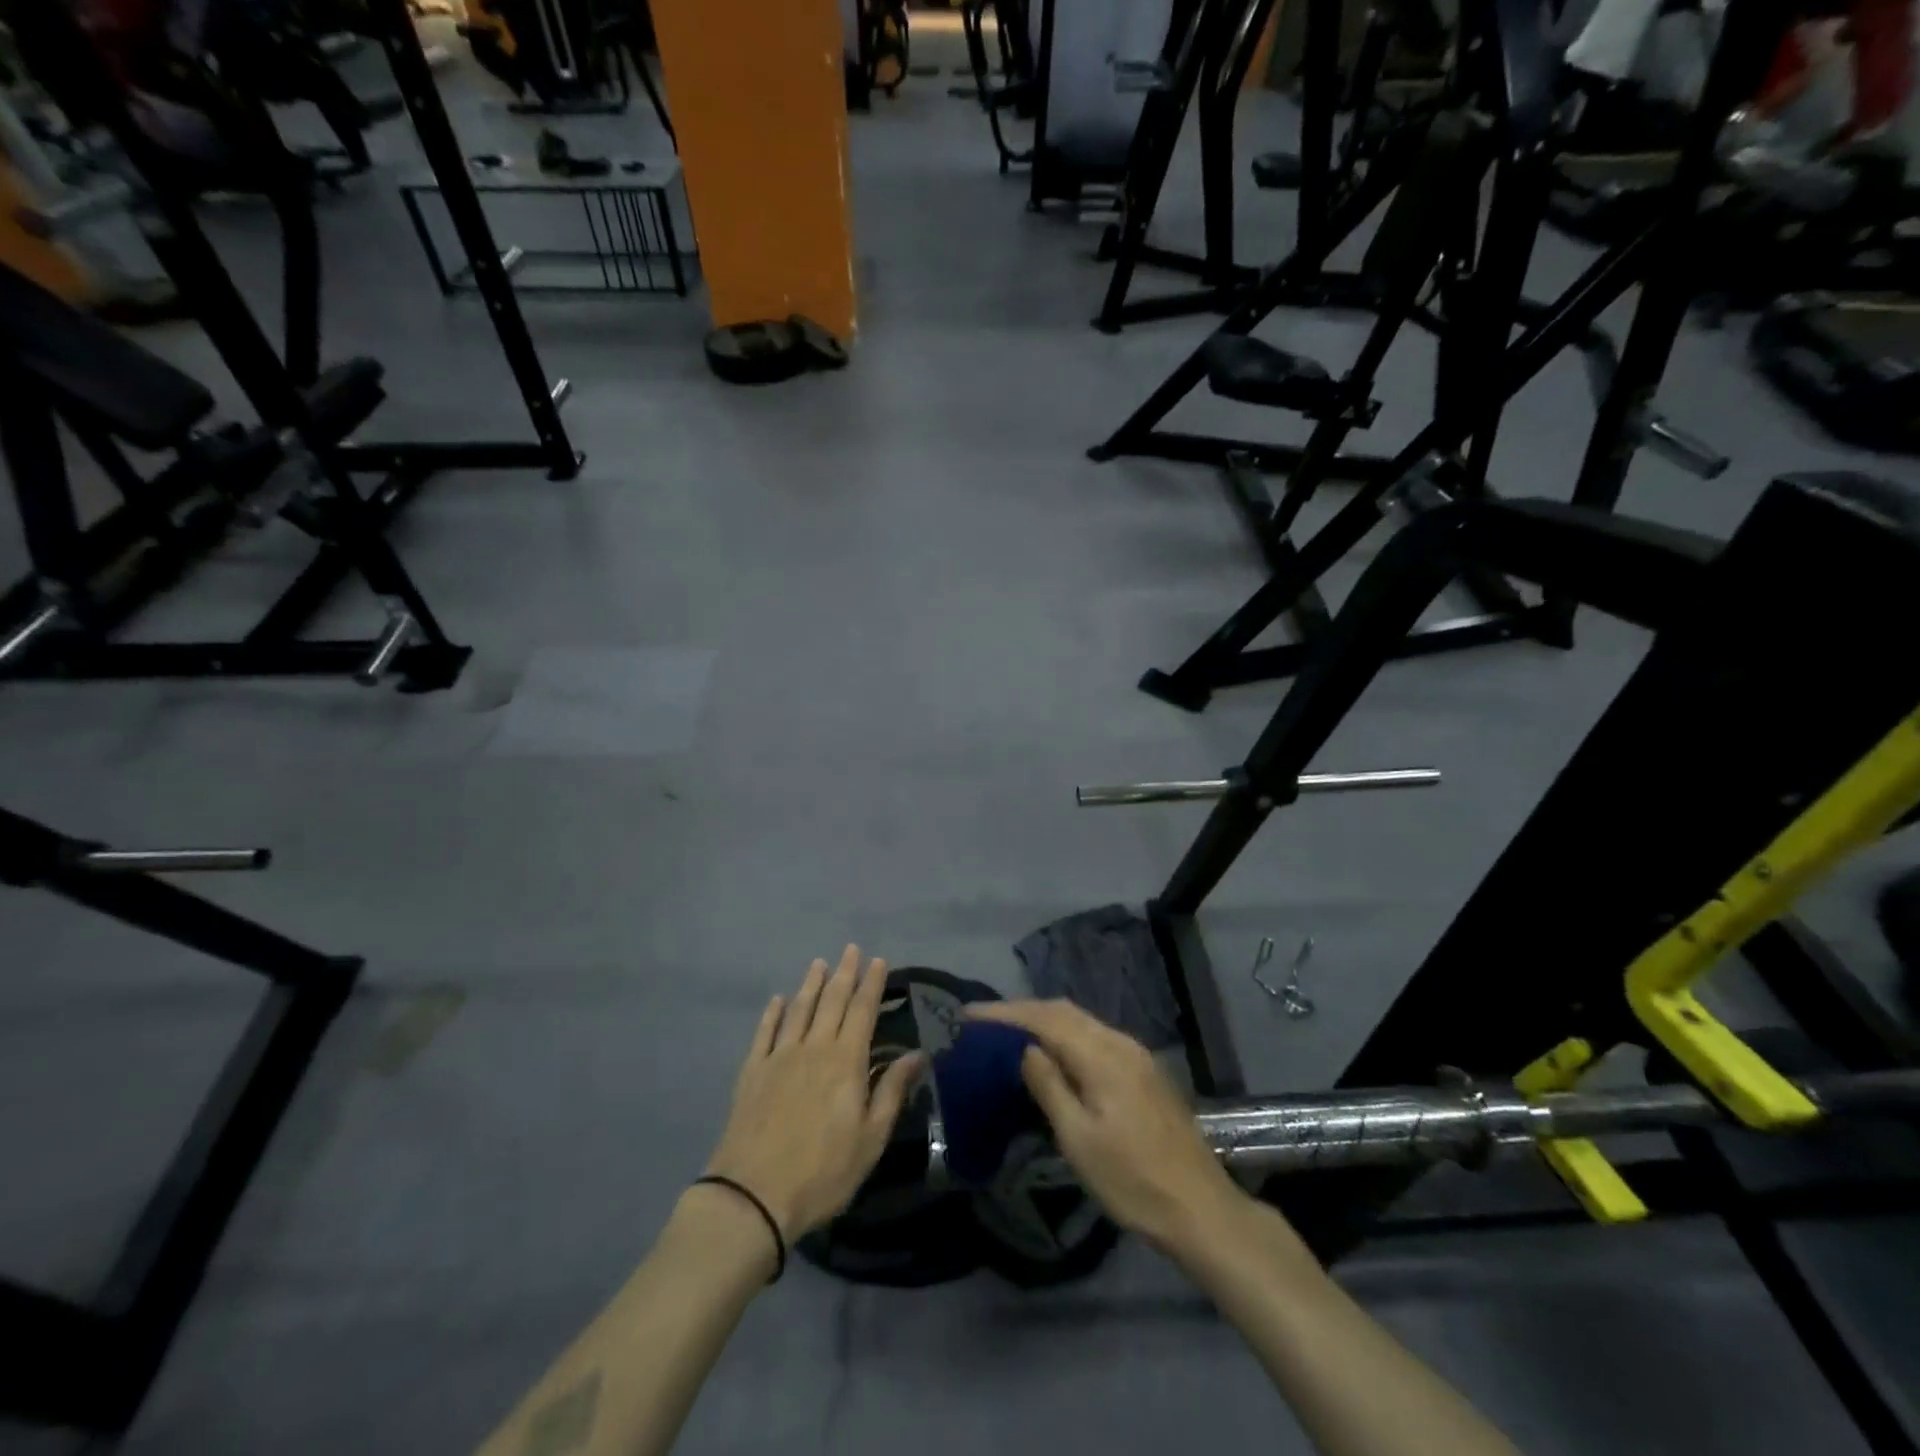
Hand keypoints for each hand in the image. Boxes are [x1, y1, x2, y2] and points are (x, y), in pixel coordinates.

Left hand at [704, 947, 924, 1240]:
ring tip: (819, 963)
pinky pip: (764, 1033)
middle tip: (851, 949)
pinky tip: (777, 1000)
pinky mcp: (752, 1072)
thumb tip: (917, 1054)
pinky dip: (772, 1013)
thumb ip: (892, 1091)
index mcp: (846, 1062)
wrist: (752, 1196)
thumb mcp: (870, 1139)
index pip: (863, 1011)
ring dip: (811, 984)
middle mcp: (814, 1048)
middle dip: (844, 973)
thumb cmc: (822, 1172)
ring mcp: (779, 1057)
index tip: (878, 960)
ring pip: (799, 1010)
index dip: (872, 984)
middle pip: (831, 1001)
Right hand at [967, 1000, 1245, 1253]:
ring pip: (1081, 1021)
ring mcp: (1136, 1054)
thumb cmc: (1132, 1180)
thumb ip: (1050, 1086)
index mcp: (1102, 1055)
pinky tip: (1053, 1051)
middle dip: (1022, 1011)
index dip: (1005, 1013)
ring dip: (1044, 1020)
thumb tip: (1025, 1049)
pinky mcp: (1144, 1070)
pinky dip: (1066, 1034)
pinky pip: (1095, 1036)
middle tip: (984, 1022)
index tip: (968, 1014)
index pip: (1044, 1019)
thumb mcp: (1078, 1139)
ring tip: (1010, 1032)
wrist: (1200, 1208)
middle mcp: (1120, 1042)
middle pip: (1064, 1011)